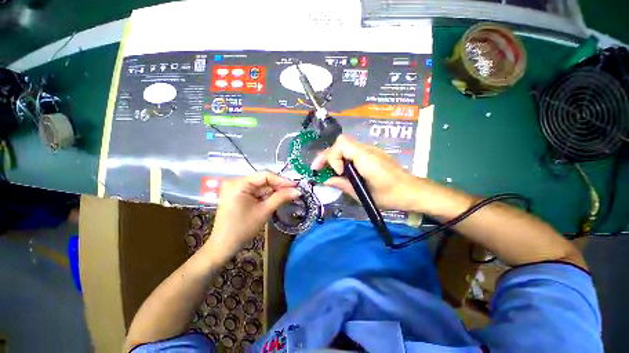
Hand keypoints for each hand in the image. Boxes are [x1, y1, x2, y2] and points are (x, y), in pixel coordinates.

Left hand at [205, 172, 299, 259]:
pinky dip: (266, 195)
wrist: (224, 246)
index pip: (265, 176)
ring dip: (274, 191)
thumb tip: (298, 190)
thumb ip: (281, 197)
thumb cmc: (243, 228)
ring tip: (289, 194)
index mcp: (238, 184)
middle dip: (279, 186)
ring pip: (260, 186)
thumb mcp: (264, 211)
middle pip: (263, 180)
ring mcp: (236, 188)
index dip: (282, 180)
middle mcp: (235, 182)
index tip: (296, 185)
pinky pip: (256, 191)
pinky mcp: (238, 194)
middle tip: (294, 190)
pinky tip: (277, 197)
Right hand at [311, 135, 427, 211]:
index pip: (341, 144)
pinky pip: (352, 151)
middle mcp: (367, 150)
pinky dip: (343, 158)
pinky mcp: (372, 154)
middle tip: (319, 168)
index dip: (332, 157)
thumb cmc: (389, 196)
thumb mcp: (362, 194)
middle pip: (341, 142)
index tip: (337, 173)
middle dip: (328, 155)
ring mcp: (370, 150)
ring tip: (330, 171)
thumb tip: (326, 180)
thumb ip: (342, 185)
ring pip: (346, 146)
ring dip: (335, 157)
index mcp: (365, 158)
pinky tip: (344, 170)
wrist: (411, 191)